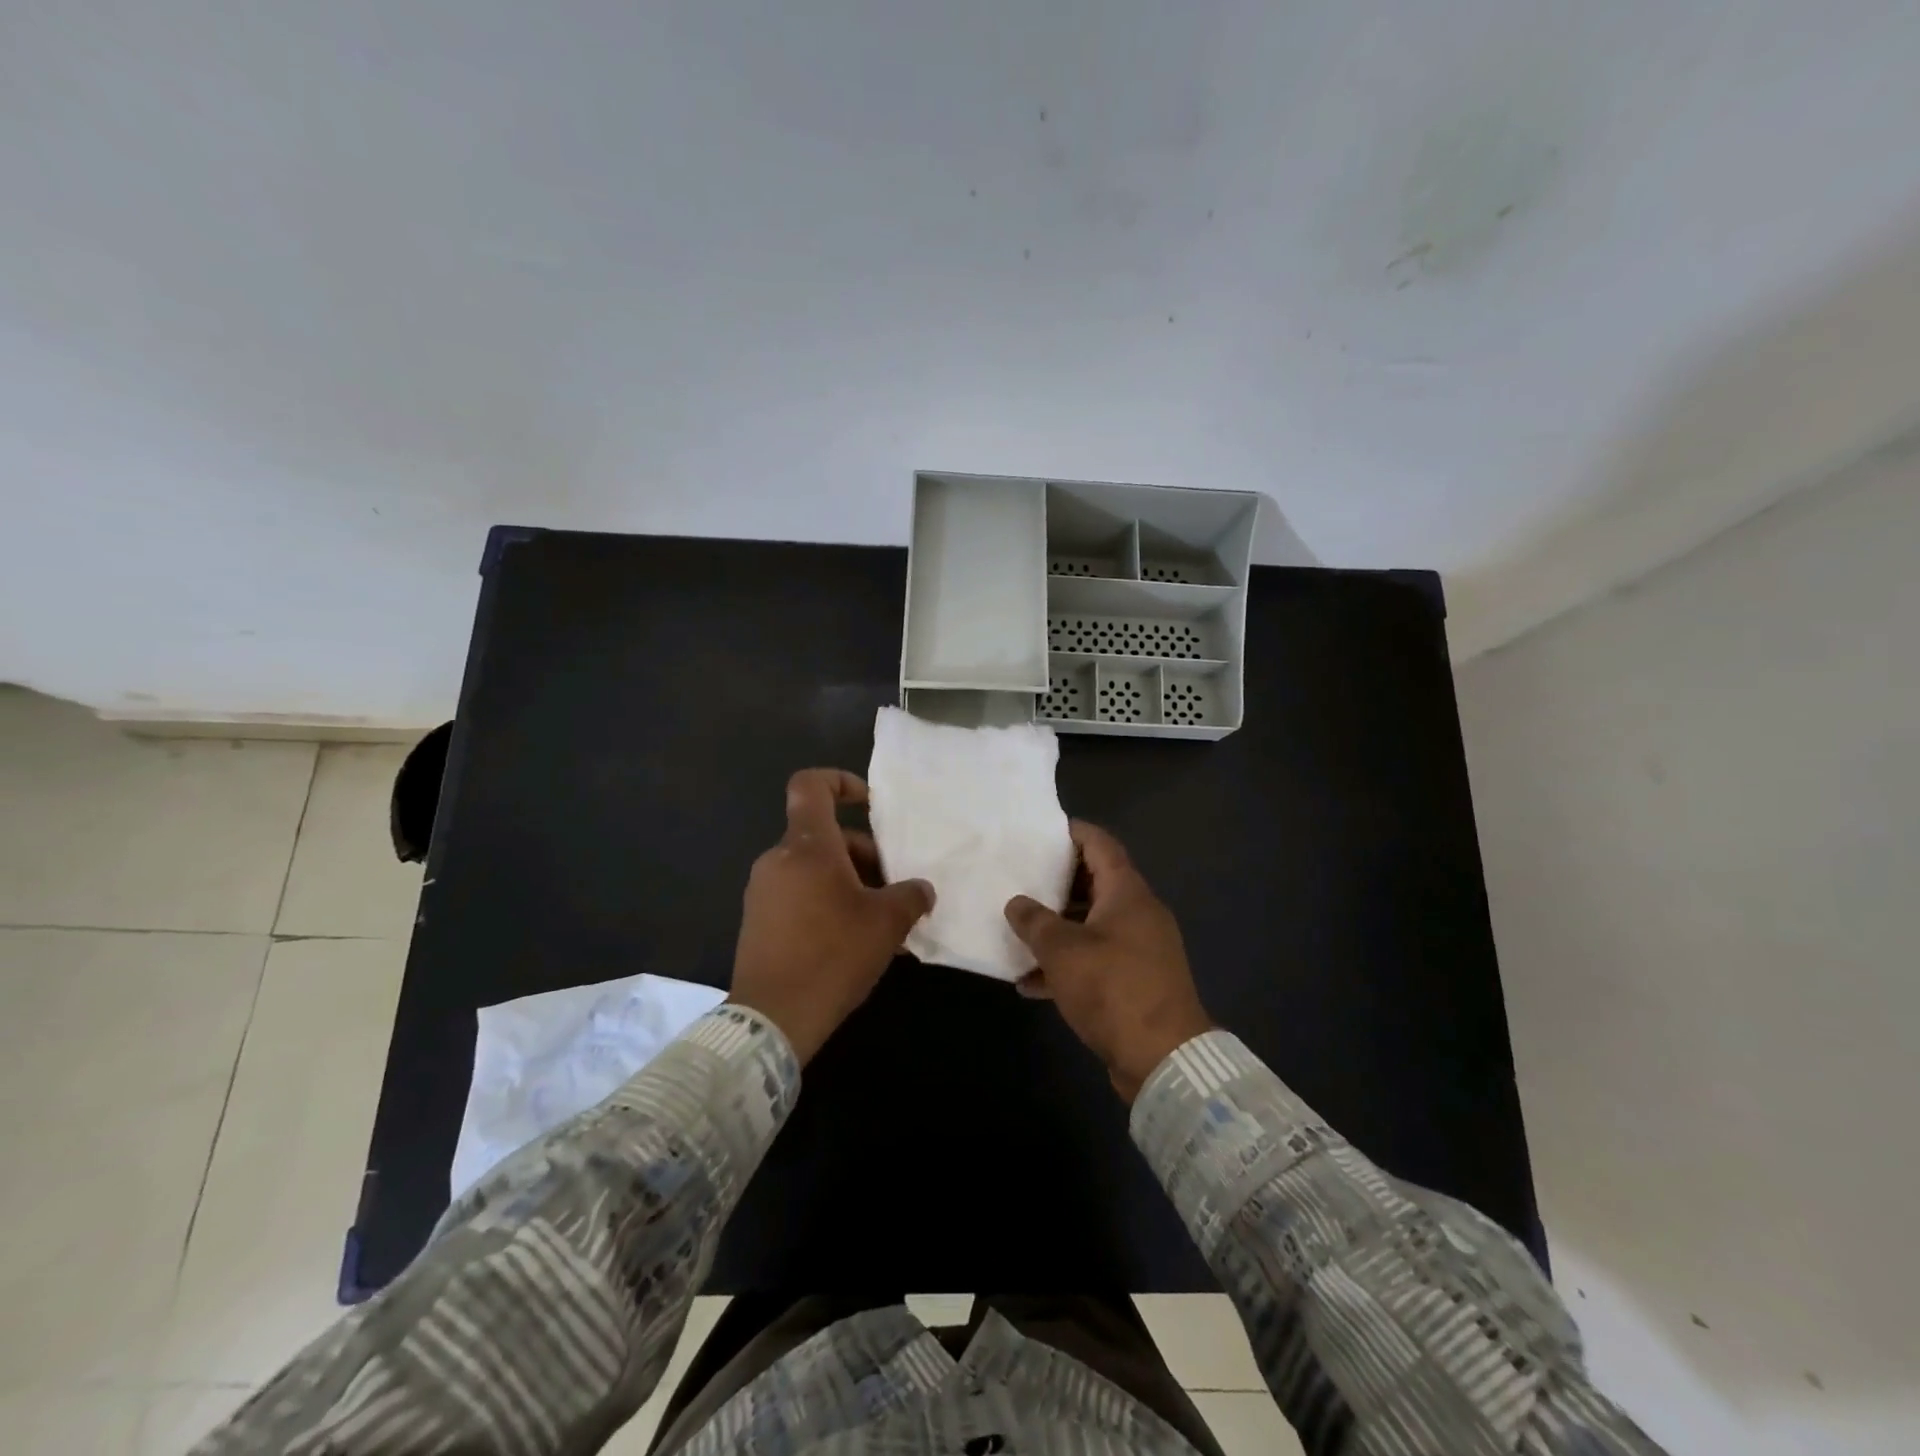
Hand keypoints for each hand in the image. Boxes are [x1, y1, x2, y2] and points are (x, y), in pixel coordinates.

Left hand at [730, 768, 934, 1064]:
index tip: (869, 804)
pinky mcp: (758, 921)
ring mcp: (763, 891)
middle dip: (864, 856)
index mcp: (808, 846)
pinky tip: (853, 942)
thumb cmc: (833, 955)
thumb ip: (911, 896)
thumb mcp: (887, 923)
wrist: (772, 1018)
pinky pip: (799, 895)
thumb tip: (922, 890)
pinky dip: (827, 904)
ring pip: (814, 869)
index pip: (810, 785)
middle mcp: (778, 859)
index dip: (840, 781)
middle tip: (893, 889)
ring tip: (881, 923)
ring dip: (849, 884)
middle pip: (824, 837)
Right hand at [1005, 821, 1212, 1101]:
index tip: (1042, 829)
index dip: (1073, 832)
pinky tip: (1031, 982)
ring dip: (1058, 928)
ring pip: (1092, 925)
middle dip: (1057, 882)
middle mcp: (1138, 913)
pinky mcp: (1137, 982)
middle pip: (1096, 884)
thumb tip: (1016, 903)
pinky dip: (1067, 964)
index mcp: (1127, 893)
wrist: (1163, 1058)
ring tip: (1018, 929)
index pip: (1100, 845)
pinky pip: (1097, 959)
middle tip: (1021, 876)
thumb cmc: (1113, 988)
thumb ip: (1035, 921)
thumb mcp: (1062, 950)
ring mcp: (1140, 949)